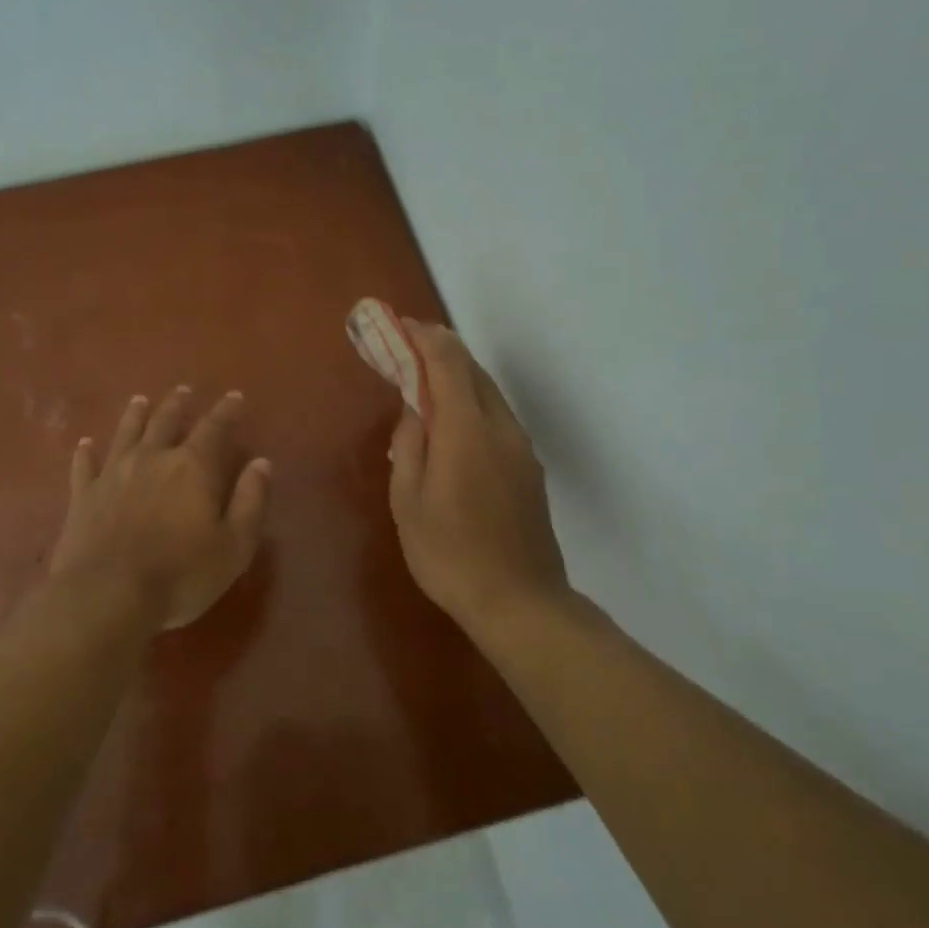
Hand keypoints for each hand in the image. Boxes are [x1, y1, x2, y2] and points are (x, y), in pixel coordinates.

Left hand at [50, 387, 271, 630]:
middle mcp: (152, 459)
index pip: (214, 428)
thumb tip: (261, 463)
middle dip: (178, 404)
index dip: (226, 410)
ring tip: (140, 400)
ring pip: (126, 433)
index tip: (234, 396)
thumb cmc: (181, 575)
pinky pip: (84, 465)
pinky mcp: (83, 496)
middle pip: (166, 421)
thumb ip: (250, 501)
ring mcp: (113, 474)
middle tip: (183, 390)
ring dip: (135, 415)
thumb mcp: (234, 546)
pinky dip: (86, 452)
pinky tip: (85, 444)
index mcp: (193, 468)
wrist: (106, 595)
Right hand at [387, 322, 569, 631]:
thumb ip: (410, 445)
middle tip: (406, 346)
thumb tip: (414, 409)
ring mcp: (521, 447)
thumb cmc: (450, 555)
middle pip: (472, 370)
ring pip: (488, 392)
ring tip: (424, 377)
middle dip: (440, 350)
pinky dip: (471, 401)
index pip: (448, 363)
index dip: (423, 338)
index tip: (399, 326)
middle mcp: (500, 427)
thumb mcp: (409, 502)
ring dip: (457, 375)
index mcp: (467, 431)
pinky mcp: (529, 467)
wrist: (520, 602)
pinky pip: (496, 416)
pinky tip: (452, 419)